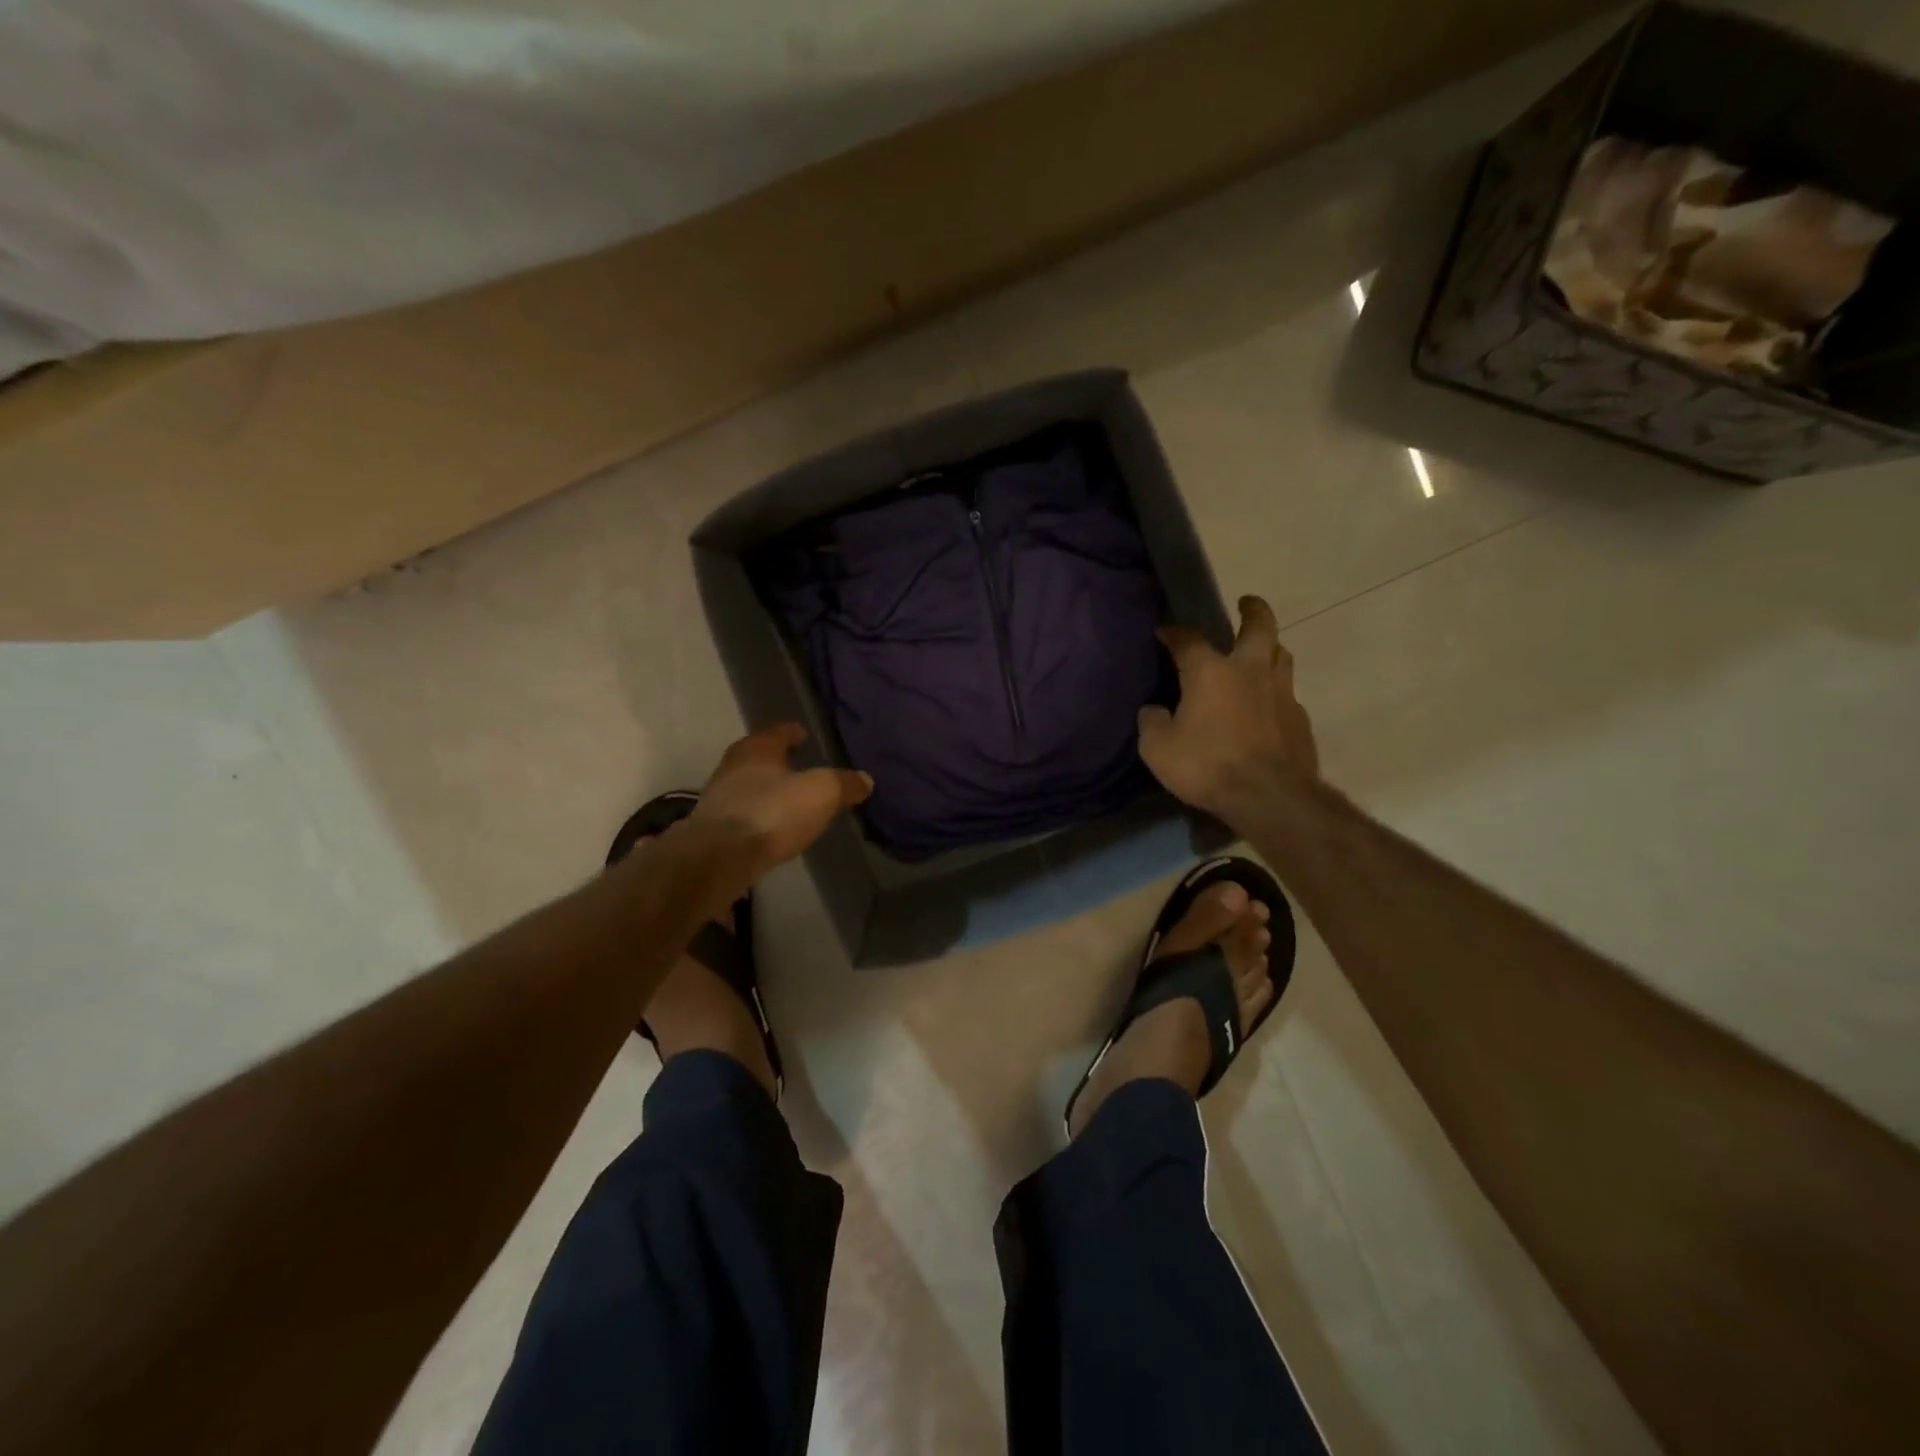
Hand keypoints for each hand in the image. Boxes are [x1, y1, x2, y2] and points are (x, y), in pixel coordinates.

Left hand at [689, 723, 872, 884]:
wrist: (719, 858)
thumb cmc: (773, 812)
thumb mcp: (821, 793)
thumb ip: (844, 784)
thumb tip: (865, 780)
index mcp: (757, 748)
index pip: (778, 732)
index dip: (793, 732)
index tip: (804, 734)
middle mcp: (732, 767)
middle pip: (758, 758)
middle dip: (777, 761)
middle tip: (798, 766)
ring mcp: (717, 799)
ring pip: (747, 786)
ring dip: (765, 790)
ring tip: (787, 799)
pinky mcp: (712, 829)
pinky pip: (741, 814)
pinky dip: (757, 815)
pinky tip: (770, 827)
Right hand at [1138, 595, 1319, 820]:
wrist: (1269, 797)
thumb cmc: (1207, 765)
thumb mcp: (1158, 748)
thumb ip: (1152, 723)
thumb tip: (1154, 711)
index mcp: (1211, 672)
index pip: (1188, 640)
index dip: (1173, 633)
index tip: (1164, 631)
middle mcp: (1250, 672)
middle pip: (1260, 628)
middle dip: (1253, 610)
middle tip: (1247, 603)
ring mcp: (1282, 695)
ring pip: (1281, 656)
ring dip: (1270, 648)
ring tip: (1260, 653)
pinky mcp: (1300, 721)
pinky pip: (1288, 695)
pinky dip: (1275, 693)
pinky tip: (1267, 708)